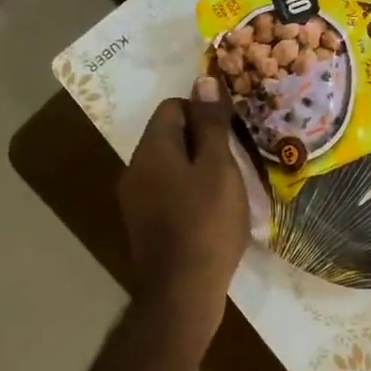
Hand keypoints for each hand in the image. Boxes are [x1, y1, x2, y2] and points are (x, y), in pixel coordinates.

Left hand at [117, 95, 249, 348]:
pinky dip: (188, 190)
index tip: (231, 132)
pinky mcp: (143, 224)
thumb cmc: (206, 222)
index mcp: (151, 150)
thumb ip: (211, 123)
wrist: (182, 291)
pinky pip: (166, 190)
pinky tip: (211, 210)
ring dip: (196, 166)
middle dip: (201, 139)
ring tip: (228, 184)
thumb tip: (204, 79)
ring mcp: (135, 199)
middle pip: (168, 136)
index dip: (203, 111)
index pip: (172, 107)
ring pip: (169, 165)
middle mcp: (135, 169)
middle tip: (235, 156)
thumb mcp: (219, 167)